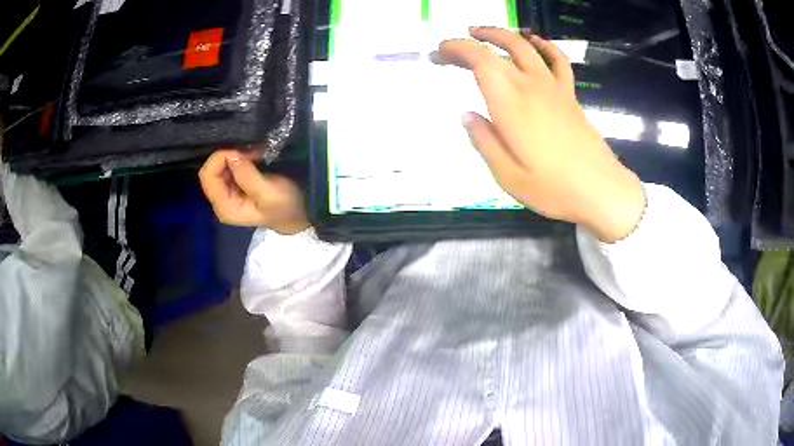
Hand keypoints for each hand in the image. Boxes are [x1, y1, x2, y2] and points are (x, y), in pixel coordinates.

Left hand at [199, 150, 309, 233]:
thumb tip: (232, 157)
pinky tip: (254, 160)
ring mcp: (226, 194)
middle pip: (210, 171)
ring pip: (218, 167)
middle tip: (252, 155)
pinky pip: (227, 168)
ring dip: (235, 157)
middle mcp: (221, 201)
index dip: (220, 159)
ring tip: (255, 157)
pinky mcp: (234, 187)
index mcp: (225, 207)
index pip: (208, 177)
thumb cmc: (286, 206)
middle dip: (228, 157)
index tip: (242, 154)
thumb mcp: (269, 193)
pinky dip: (238, 159)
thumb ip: (248, 176)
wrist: (298, 214)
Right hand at [436, 28, 645, 241]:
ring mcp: (554, 88)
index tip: (438, 54)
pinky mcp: (570, 95)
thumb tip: (466, 116)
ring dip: (501, 34)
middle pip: (498, 48)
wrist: (601, 190)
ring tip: (481, 33)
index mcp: (510, 104)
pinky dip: (545, 45)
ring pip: (525, 46)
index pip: (479, 59)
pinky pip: (558, 60)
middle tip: (450, 50)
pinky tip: (535, 41)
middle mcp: (531, 86)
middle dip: (469, 42)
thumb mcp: (507, 175)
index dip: (455, 49)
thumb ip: (484, 141)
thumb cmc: (553, 188)